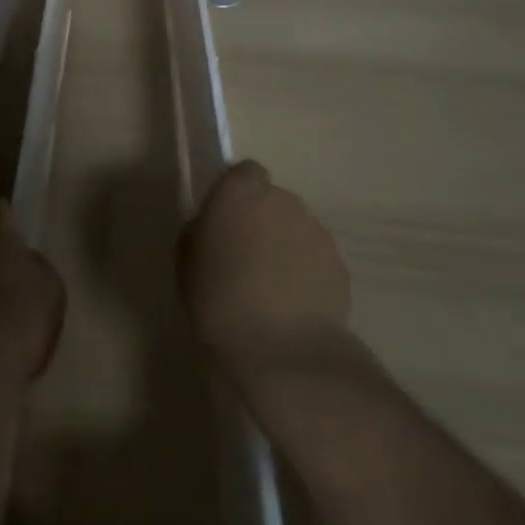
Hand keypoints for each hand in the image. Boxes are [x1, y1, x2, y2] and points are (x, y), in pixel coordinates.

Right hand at [177, 160, 352, 382]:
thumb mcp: (186, 266)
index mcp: (240, 193)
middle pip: (272, 200)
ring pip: (295, 228)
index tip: (226, 224)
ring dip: (285, 247)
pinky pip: (315, 258)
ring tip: (271, 290)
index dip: (237, 194)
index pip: (244, 173)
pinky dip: (306, 273)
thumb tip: (210, 228)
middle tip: (245, 260)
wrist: (283, 352)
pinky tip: (293, 308)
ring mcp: (315, 230)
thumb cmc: (220, 303)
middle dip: (261, 222)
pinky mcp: (338, 263)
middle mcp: (281, 200)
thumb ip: (198, 234)